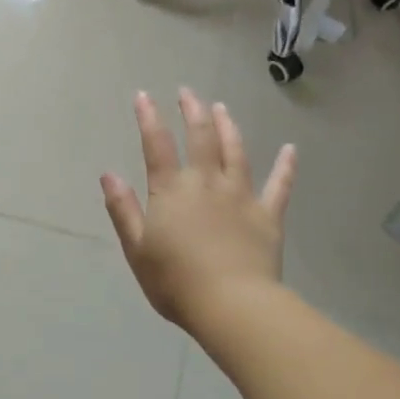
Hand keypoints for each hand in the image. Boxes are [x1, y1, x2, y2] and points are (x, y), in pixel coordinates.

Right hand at [100, 89, 296, 329]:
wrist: (232, 306)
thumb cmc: (176, 281)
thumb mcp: (137, 248)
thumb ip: (123, 209)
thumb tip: (108, 174)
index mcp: (172, 190)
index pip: (157, 145)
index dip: (149, 118)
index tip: (144, 95)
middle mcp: (206, 183)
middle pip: (200, 138)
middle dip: (193, 111)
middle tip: (188, 92)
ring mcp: (240, 196)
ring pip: (236, 152)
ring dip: (228, 127)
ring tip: (222, 108)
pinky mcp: (268, 215)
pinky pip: (280, 186)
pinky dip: (286, 166)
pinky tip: (291, 149)